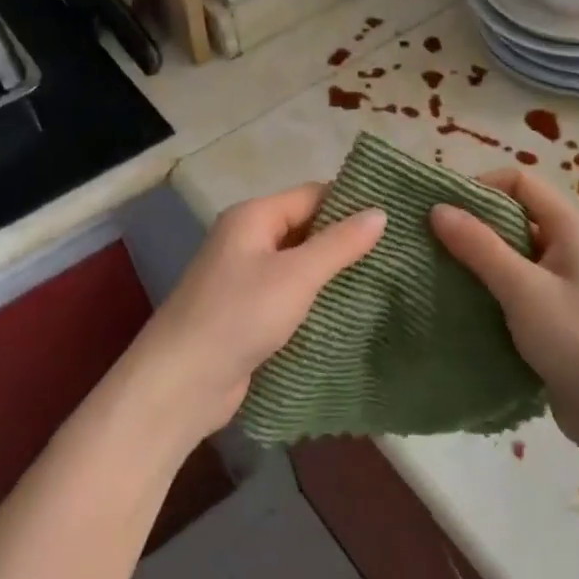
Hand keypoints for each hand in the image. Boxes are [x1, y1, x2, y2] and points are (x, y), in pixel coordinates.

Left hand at [125, 184, 385, 448]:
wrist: (182, 383)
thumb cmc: (239, 315)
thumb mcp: (296, 275)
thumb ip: (339, 243)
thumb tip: (380, 212)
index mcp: (252, 217)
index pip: (311, 195)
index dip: (351, 204)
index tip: (394, 219)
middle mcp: (246, 241)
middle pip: (305, 229)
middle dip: (345, 240)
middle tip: (395, 252)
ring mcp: (245, 278)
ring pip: (299, 265)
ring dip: (333, 274)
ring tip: (384, 280)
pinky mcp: (248, 313)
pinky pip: (290, 296)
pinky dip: (316, 300)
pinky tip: (350, 311)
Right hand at [431, 170, 578, 459]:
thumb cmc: (575, 341)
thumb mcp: (522, 289)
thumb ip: (479, 246)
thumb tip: (437, 208)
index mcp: (573, 227)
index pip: (521, 181)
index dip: (480, 186)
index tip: (441, 209)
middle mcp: (573, 245)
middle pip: (517, 214)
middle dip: (475, 223)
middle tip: (432, 240)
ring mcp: (567, 280)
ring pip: (516, 252)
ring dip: (480, 257)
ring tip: (439, 269)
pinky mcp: (559, 312)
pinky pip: (520, 284)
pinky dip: (492, 286)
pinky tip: (464, 300)